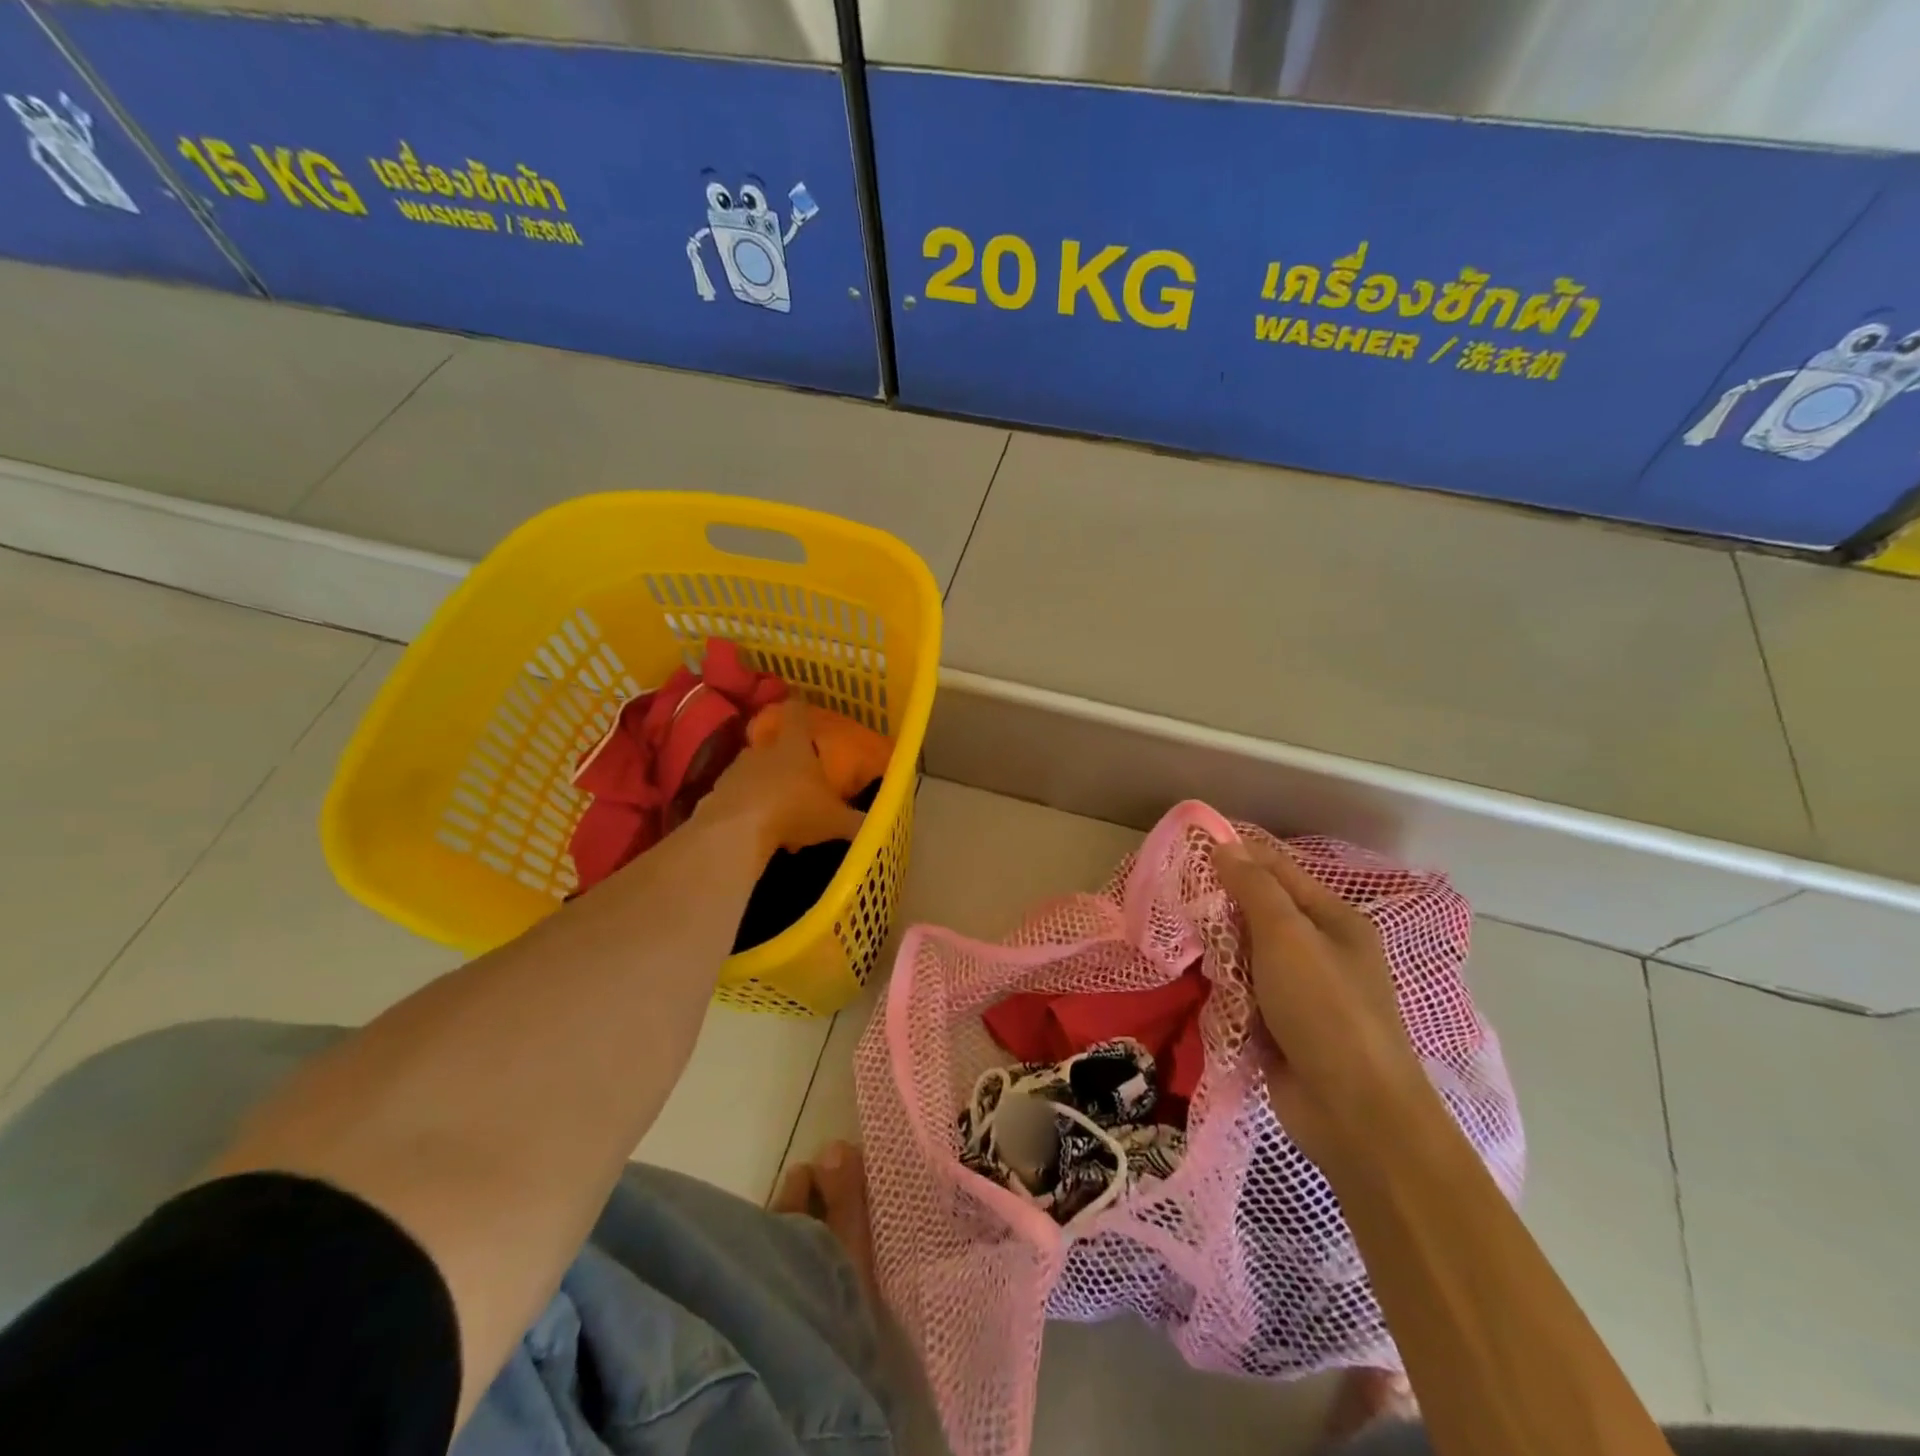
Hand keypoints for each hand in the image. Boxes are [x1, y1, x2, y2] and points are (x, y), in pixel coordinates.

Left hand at [696, 699, 867, 858]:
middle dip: (784, 757)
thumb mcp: (836, 821)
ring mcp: (735, 772)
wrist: (736, 831)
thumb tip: (880, 825)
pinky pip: (736, 797)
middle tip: (797, 772)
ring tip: (778, 808)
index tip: (803, 704)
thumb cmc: (795, 811)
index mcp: (794, 747)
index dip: (801, 708)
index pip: (797, 714)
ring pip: (752, 771)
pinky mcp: (715, 796)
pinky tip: (756, 829)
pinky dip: (746, 807)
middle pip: (773, 744)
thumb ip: (858, 822)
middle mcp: (763, 751)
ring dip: (763, 784)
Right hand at [1210, 840, 1434, 1172]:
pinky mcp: (1281, 1026)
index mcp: (1334, 920)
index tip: (1189, 849)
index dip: (1237, 856)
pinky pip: (1244, 991)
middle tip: (1180, 902)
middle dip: (1222, 907)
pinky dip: (1224, 988)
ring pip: (1246, 953)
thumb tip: (1225, 847)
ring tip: (1186, 944)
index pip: (1278, 869)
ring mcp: (1301, 991)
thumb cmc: (1325, 1009)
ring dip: (1220, 951)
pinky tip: (1202, 984)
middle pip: (1260, 912)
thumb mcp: (1287, 936)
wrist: (1353, 1113)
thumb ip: (1254, 888)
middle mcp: (1320, 949)